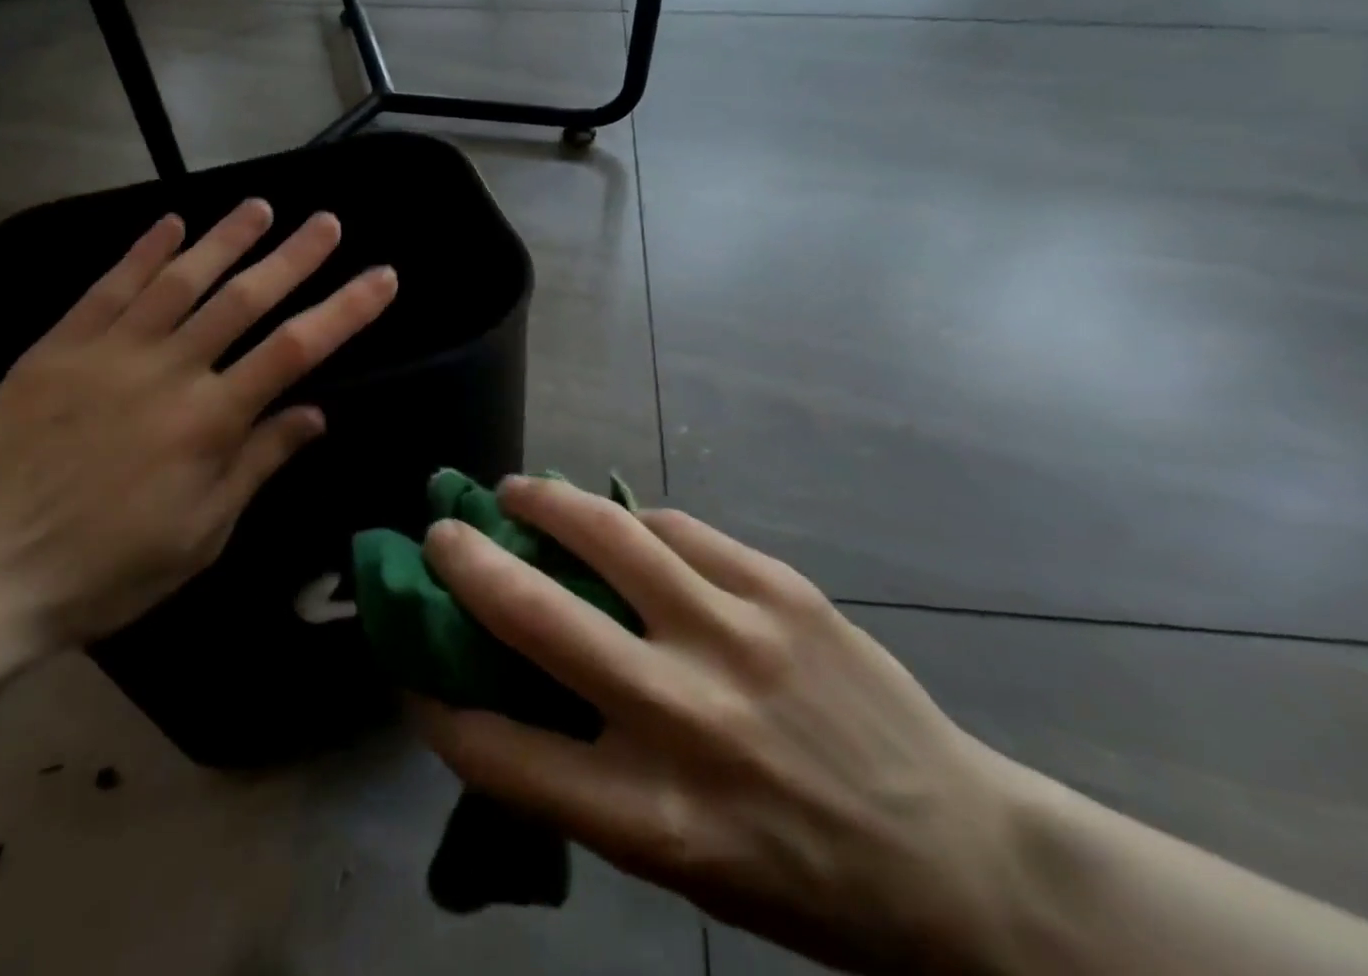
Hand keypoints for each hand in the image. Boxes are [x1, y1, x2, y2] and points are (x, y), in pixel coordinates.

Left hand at [0, 199, 397, 647]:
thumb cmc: (105, 569)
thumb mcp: (201, 533)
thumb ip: (258, 463)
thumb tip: (315, 413)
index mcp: (210, 421)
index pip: (296, 349)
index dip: (345, 309)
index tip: (381, 277)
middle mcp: (169, 371)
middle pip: (245, 299)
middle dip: (294, 256)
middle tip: (327, 222)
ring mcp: (109, 353)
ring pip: (180, 280)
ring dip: (226, 239)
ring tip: (261, 207)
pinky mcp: (55, 348)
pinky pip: (107, 288)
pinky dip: (142, 252)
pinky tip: (170, 224)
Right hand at [412, 478, 1026, 975]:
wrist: (956, 854)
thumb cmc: (799, 875)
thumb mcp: (680, 863)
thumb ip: (589, 775)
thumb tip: (509, 687)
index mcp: (652, 819)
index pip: (500, 752)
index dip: (437, 703)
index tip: (411, 663)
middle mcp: (684, 717)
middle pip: (537, 617)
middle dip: (468, 564)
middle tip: (441, 533)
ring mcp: (736, 636)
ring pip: (608, 533)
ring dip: (543, 503)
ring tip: (515, 490)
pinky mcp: (780, 587)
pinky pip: (680, 529)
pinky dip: (634, 521)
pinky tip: (618, 521)